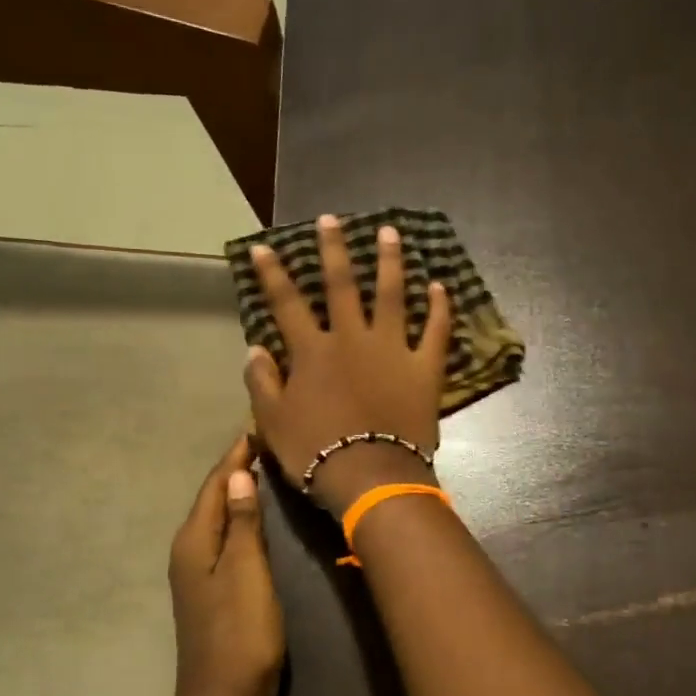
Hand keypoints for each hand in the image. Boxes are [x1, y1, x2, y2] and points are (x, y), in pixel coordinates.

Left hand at [168, 436, 285, 695]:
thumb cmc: (239, 634)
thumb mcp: (246, 573)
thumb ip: (241, 524)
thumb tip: (237, 474)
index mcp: (193, 541)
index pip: (215, 485)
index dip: (235, 456)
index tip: (256, 427)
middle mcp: (188, 551)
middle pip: (212, 499)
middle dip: (234, 469)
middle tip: (264, 443)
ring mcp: (197, 574)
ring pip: (217, 519)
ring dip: (237, 493)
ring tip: (263, 470)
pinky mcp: (211, 591)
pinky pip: (224, 540)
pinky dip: (239, 521)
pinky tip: (256, 520)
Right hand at [244, 215, 451, 514]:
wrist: (370, 476)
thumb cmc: (316, 452)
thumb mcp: (273, 422)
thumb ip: (262, 382)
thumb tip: (256, 349)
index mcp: (313, 352)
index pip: (287, 303)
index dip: (273, 274)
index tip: (265, 247)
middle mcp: (352, 339)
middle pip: (342, 286)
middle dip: (334, 250)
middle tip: (331, 219)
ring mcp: (392, 349)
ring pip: (391, 295)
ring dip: (390, 262)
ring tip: (391, 233)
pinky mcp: (424, 368)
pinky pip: (435, 331)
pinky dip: (439, 308)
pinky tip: (440, 286)